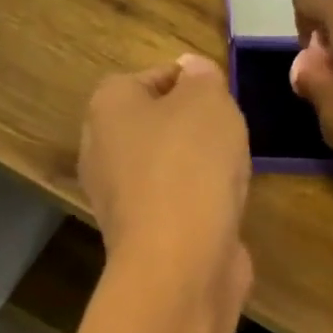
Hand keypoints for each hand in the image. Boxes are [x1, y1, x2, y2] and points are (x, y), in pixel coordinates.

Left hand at [79, 54, 252, 302]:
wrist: (180, 260)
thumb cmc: (190, 165)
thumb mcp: (207, 100)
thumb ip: (202, 78)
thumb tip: (191, 71)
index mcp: (108, 107)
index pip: (149, 78)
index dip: (189, 82)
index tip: (221, 97)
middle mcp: (101, 151)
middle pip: (155, 127)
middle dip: (193, 130)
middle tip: (229, 135)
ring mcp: (118, 200)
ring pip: (165, 170)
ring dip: (198, 171)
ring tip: (230, 174)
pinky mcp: (141, 238)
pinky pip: (174, 207)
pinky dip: (197, 206)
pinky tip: (222, 211)